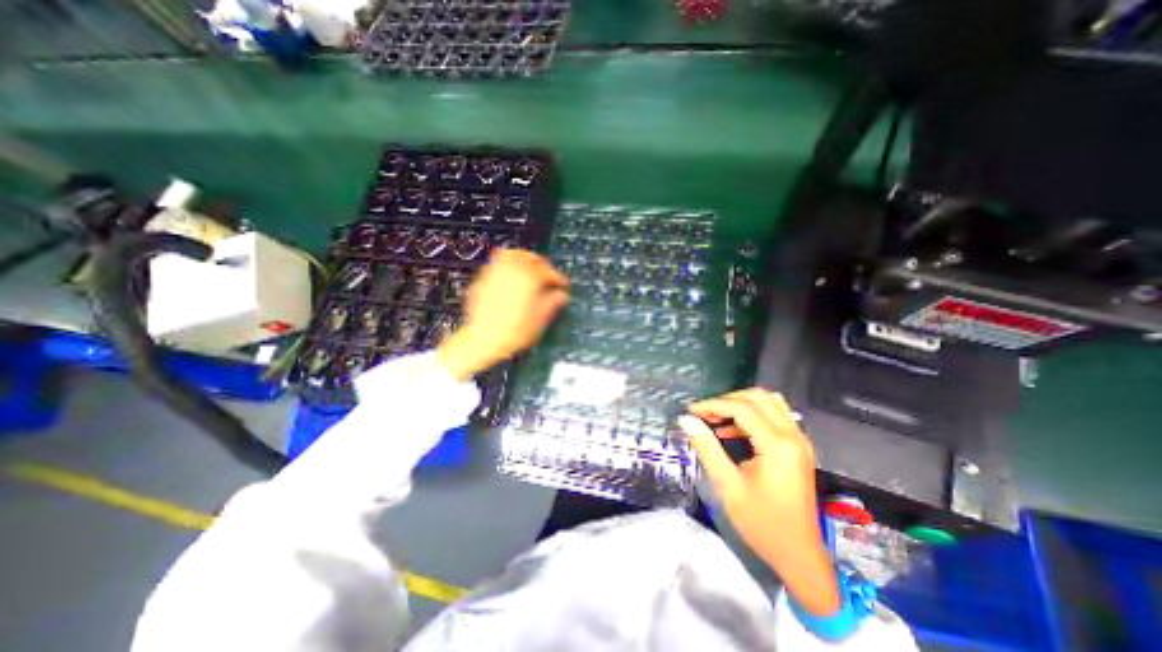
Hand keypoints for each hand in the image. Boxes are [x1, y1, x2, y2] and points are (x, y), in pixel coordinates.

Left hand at [438, 248, 570, 382]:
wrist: (483, 340)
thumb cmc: (515, 332)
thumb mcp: (540, 319)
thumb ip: (553, 302)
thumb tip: (561, 295)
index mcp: (529, 278)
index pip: (548, 272)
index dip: (558, 278)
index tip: (564, 285)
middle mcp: (512, 270)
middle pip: (530, 257)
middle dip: (542, 264)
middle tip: (548, 274)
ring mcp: (495, 273)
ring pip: (511, 255)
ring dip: (523, 258)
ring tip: (529, 268)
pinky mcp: (483, 279)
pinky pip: (497, 263)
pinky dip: (507, 264)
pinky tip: (511, 277)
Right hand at [678, 391, 839, 619]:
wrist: (800, 556)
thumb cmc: (762, 524)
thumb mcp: (728, 486)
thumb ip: (707, 448)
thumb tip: (686, 420)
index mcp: (777, 446)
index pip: (742, 408)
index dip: (713, 404)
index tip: (691, 411)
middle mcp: (793, 436)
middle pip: (758, 397)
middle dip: (727, 400)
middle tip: (704, 413)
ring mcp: (799, 440)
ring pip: (769, 401)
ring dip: (741, 403)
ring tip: (717, 417)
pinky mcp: (798, 447)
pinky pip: (776, 415)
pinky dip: (753, 414)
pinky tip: (731, 430)